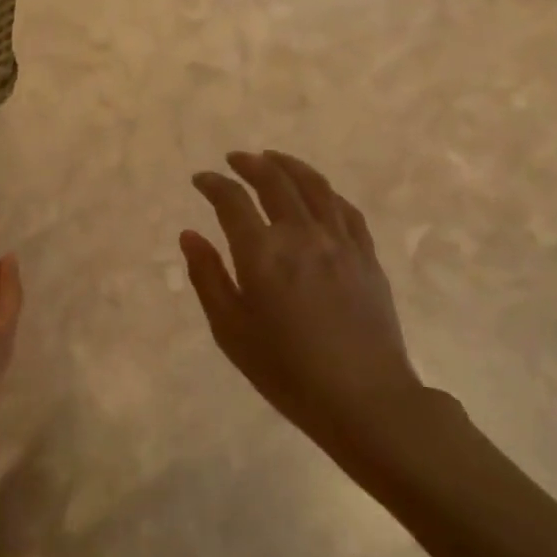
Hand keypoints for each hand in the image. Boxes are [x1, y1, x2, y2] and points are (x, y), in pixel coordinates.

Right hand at [180, 151, 435, 464]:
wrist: (363, 397)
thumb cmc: (285, 371)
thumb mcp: (230, 330)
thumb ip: (208, 277)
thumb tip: (189, 235)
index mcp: (262, 253)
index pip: (233, 201)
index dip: (214, 184)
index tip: (201, 179)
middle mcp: (301, 235)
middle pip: (275, 182)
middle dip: (251, 164)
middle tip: (235, 159)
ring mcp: (340, 242)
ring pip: (315, 186)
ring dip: (290, 166)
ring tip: (274, 159)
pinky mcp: (366, 256)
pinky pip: (346, 210)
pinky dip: (326, 192)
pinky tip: (318, 193)